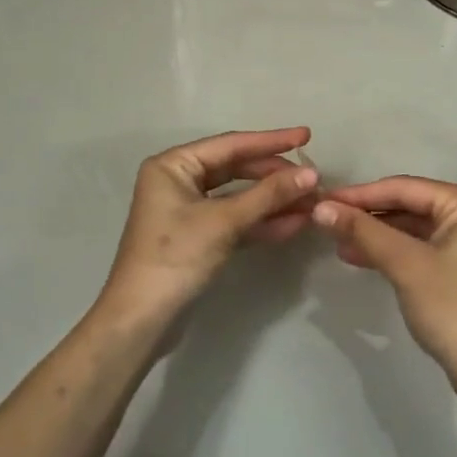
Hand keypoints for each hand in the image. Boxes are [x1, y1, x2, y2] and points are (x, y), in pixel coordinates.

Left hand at [96, 128, 318, 332]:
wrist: (142, 320)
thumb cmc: (176, 257)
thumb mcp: (224, 222)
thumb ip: (268, 195)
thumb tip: (312, 174)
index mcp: (174, 165)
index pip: (231, 145)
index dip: (271, 141)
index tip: (307, 136)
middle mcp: (178, 181)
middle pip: (236, 169)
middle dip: (275, 176)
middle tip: (314, 179)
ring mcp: (188, 210)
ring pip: (239, 197)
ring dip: (273, 201)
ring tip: (312, 203)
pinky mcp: (198, 238)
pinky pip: (235, 221)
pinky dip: (261, 222)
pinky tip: (294, 224)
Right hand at [313, 177, 456, 387]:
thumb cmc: (453, 308)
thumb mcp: (405, 264)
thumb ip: (363, 231)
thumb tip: (320, 207)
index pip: (405, 188)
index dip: (361, 193)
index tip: (323, 199)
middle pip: (409, 205)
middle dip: (367, 214)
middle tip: (326, 218)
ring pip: (412, 228)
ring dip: (375, 234)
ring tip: (336, 240)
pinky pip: (419, 248)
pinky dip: (391, 251)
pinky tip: (359, 257)